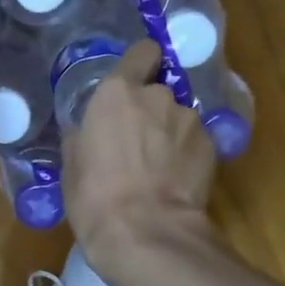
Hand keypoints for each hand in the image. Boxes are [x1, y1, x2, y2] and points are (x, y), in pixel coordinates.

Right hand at [65, 40, 218, 285]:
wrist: (147, 233)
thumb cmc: (95, 198)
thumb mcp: (72, 166)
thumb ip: (83, 136)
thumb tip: (87, 131)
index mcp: (117, 93)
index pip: (142, 52)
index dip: (140, 64)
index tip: (134, 82)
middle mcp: (158, 96)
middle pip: (158, 91)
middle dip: (150, 111)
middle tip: (137, 143)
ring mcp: (189, 120)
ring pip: (178, 118)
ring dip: (169, 134)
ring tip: (158, 168)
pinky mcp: (212, 146)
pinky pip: (195, 142)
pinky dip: (186, 155)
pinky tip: (175, 181)